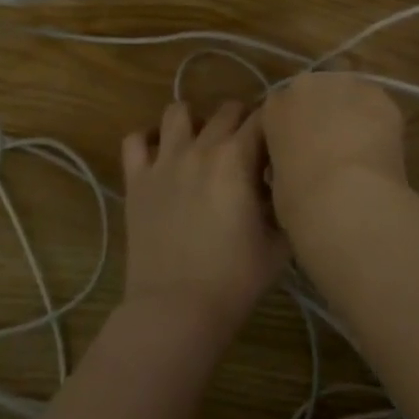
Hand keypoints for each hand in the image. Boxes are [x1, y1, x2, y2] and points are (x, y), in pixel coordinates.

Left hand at [120, 101, 286, 339]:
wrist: (177, 309)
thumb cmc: (235, 278)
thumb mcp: (279, 242)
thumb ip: (284, 203)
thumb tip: (282, 184)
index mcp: (237, 158)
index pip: (263, 117)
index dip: (275, 124)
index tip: (281, 142)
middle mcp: (200, 147)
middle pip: (227, 109)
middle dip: (243, 121)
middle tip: (249, 148)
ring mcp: (163, 160)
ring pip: (178, 112)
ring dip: (195, 120)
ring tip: (203, 143)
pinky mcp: (136, 179)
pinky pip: (134, 140)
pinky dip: (148, 140)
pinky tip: (161, 155)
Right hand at [261, 73, 407, 225]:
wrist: (349, 197)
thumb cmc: (301, 199)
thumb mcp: (278, 183)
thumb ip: (285, 161)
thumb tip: (298, 166)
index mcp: (275, 106)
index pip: (277, 112)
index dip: (287, 135)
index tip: (293, 158)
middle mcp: (308, 86)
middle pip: (313, 94)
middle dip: (319, 116)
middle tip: (327, 150)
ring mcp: (347, 86)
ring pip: (347, 95)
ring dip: (349, 115)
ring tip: (357, 150)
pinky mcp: (380, 97)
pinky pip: (375, 109)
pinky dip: (376, 125)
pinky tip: (378, 151)